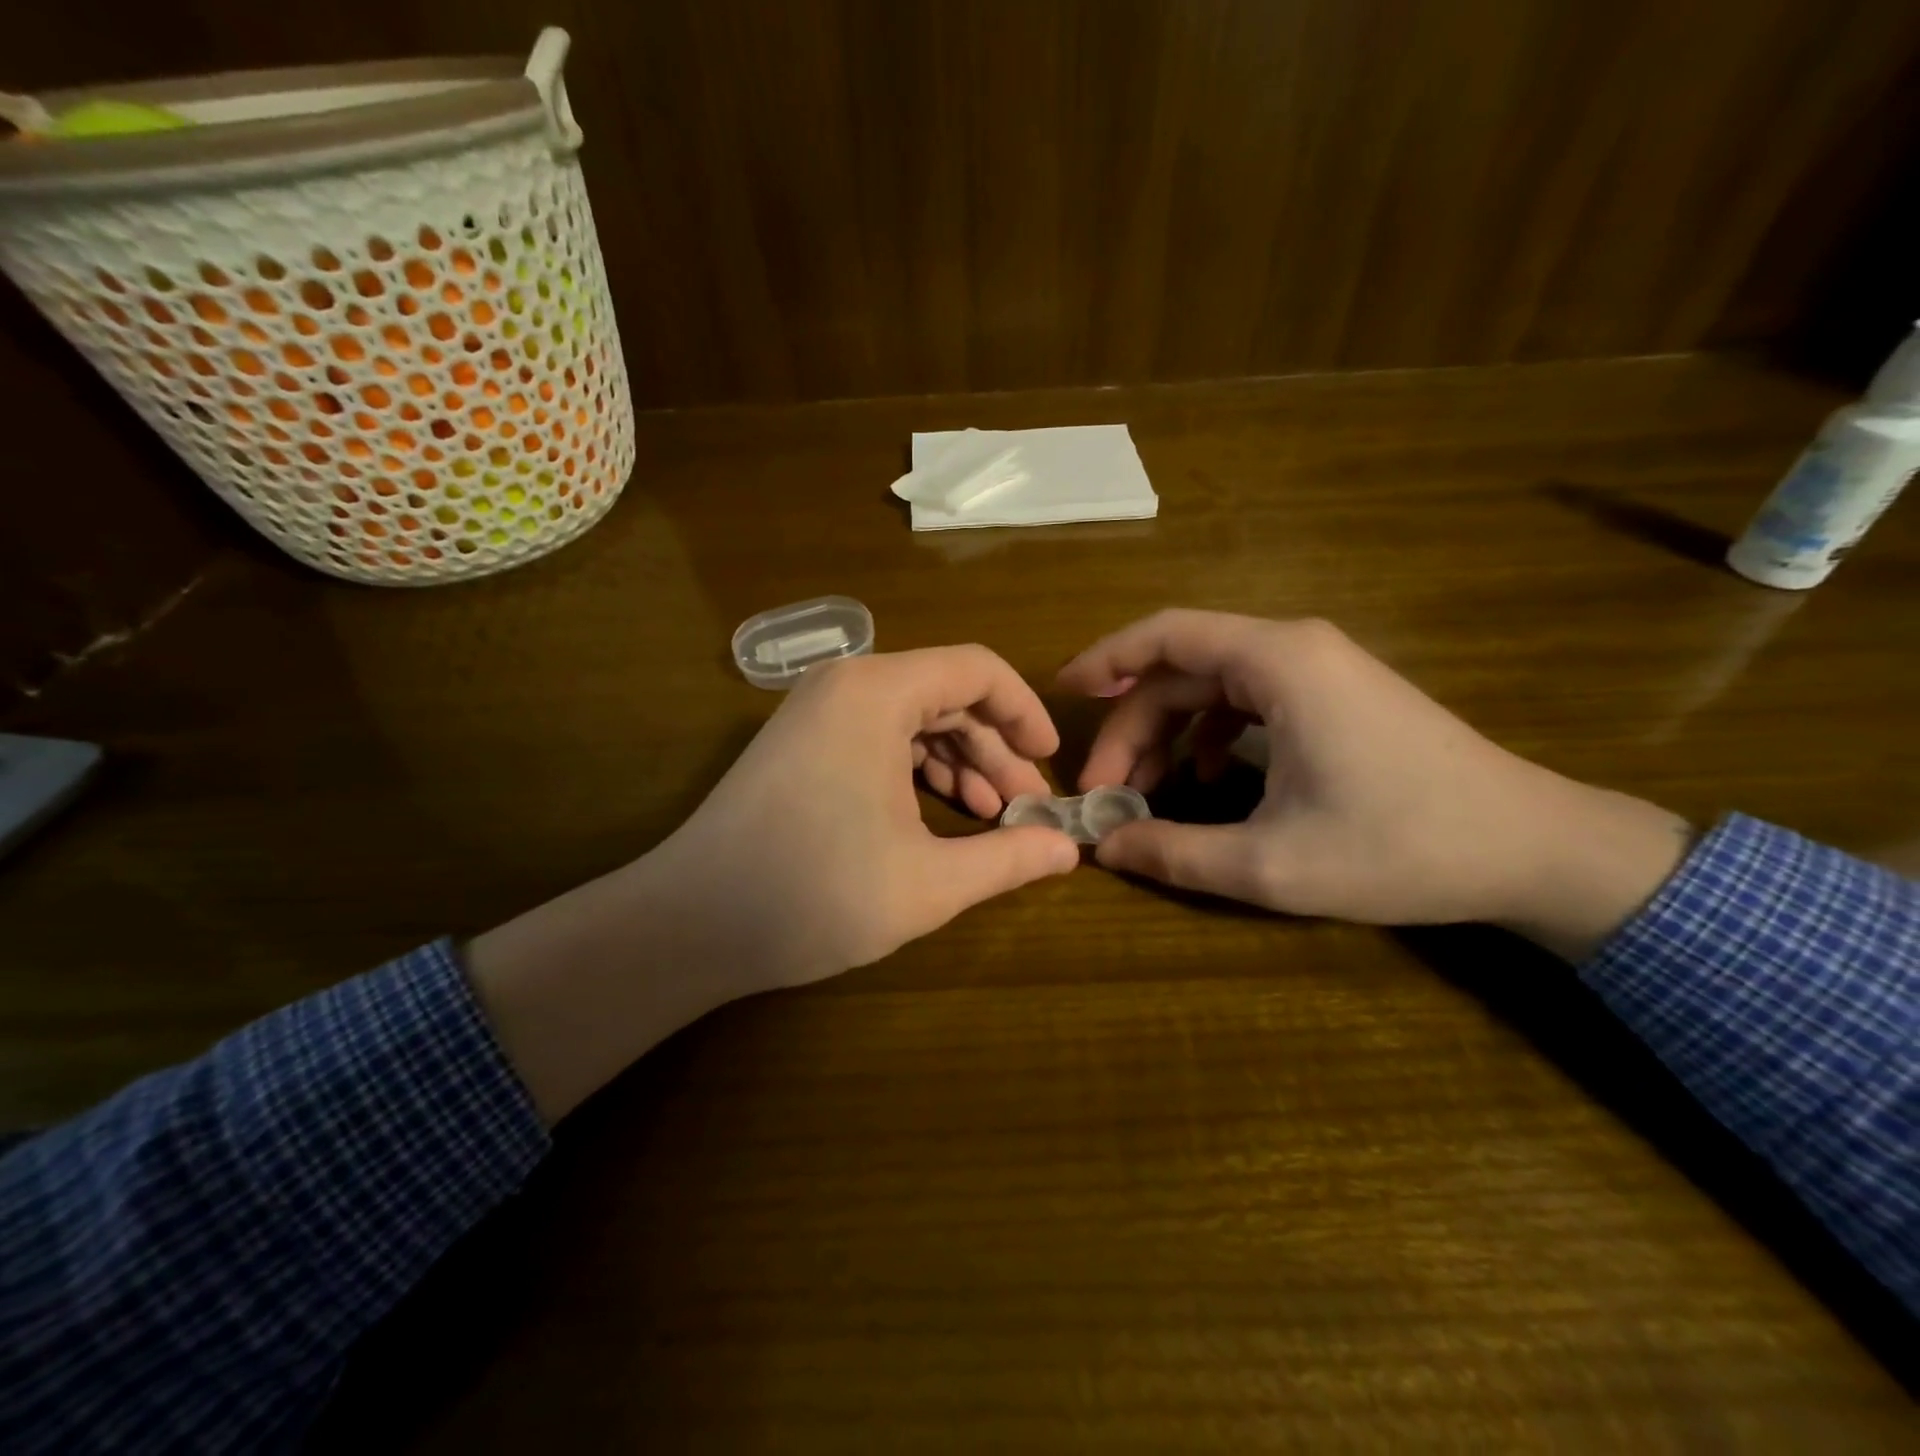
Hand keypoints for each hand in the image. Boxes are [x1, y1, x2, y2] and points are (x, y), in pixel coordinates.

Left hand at [470, 646, 1078, 1120]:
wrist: (689, 924)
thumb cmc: (815, 893)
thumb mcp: (929, 882)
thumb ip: (1009, 859)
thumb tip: (1070, 850)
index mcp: (877, 692)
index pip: (977, 670)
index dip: (1025, 713)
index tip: (1052, 763)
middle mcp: (845, 684)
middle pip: (946, 695)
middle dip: (995, 750)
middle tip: (1027, 808)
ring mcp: (815, 712)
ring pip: (912, 719)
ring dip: (959, 763)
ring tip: (990, 819)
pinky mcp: (800, 743)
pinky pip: (878, 738)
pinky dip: (916, 771)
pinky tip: (938, 817)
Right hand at [1059, 611, 1691, 958]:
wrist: (1534, 848)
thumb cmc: (1402, 847)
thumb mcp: (1271, 865)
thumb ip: (1174, 853)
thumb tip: (1104, 847)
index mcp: (1278, 664)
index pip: (1166, 635)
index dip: (1105, 659)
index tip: (1063, 694)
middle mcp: (1294, 649)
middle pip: (1182, 669)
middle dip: (1132, 725)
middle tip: (1104, 789)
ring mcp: (1319, 670)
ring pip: (1212, 686)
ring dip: (1167, 733)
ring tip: (1143, 791)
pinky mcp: (1334, 696)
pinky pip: (1247, 701)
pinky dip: (1210, 735)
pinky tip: (1208, 783)